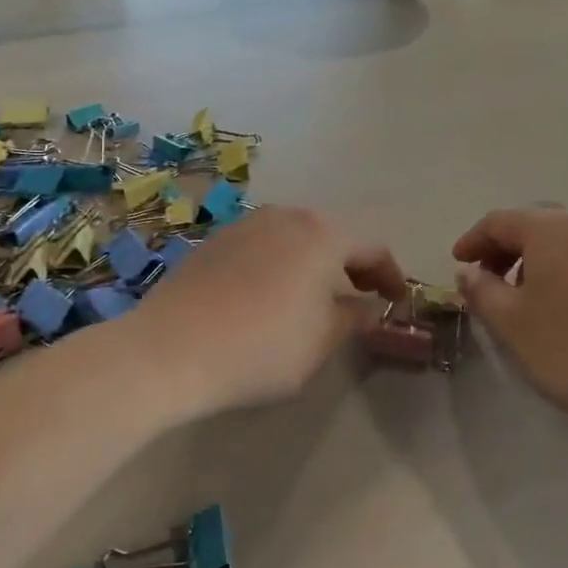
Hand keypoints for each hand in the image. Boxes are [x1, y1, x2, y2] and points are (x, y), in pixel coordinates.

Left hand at [127, 206, 405, 418]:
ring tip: (316, 296)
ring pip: (294, 236)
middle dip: (352, 264)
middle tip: (362, 296)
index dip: (391, 275)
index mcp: (321, 235)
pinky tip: (270, 295)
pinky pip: (262, 246)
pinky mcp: (214, 241)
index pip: (372, 247)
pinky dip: (280, 263)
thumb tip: (368, 307)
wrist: (169, 350)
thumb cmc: (260, 348)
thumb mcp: (320, 342)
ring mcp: (245, 224)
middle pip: (332, 234)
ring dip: (314, 262)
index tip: (397, 302)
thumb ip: (353, 318)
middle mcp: (284, 217)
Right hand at [452, 208, 567, 443]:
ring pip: (567, 245)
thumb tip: (469, 273)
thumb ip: (481, 292)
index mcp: (552, 231)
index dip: (473, 240)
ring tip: (527, 300)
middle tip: (489, 280)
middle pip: (537, 226)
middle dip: (506, 249)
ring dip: (538, 263)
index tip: (458, 264)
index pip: (500, 221)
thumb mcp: (510, 324)